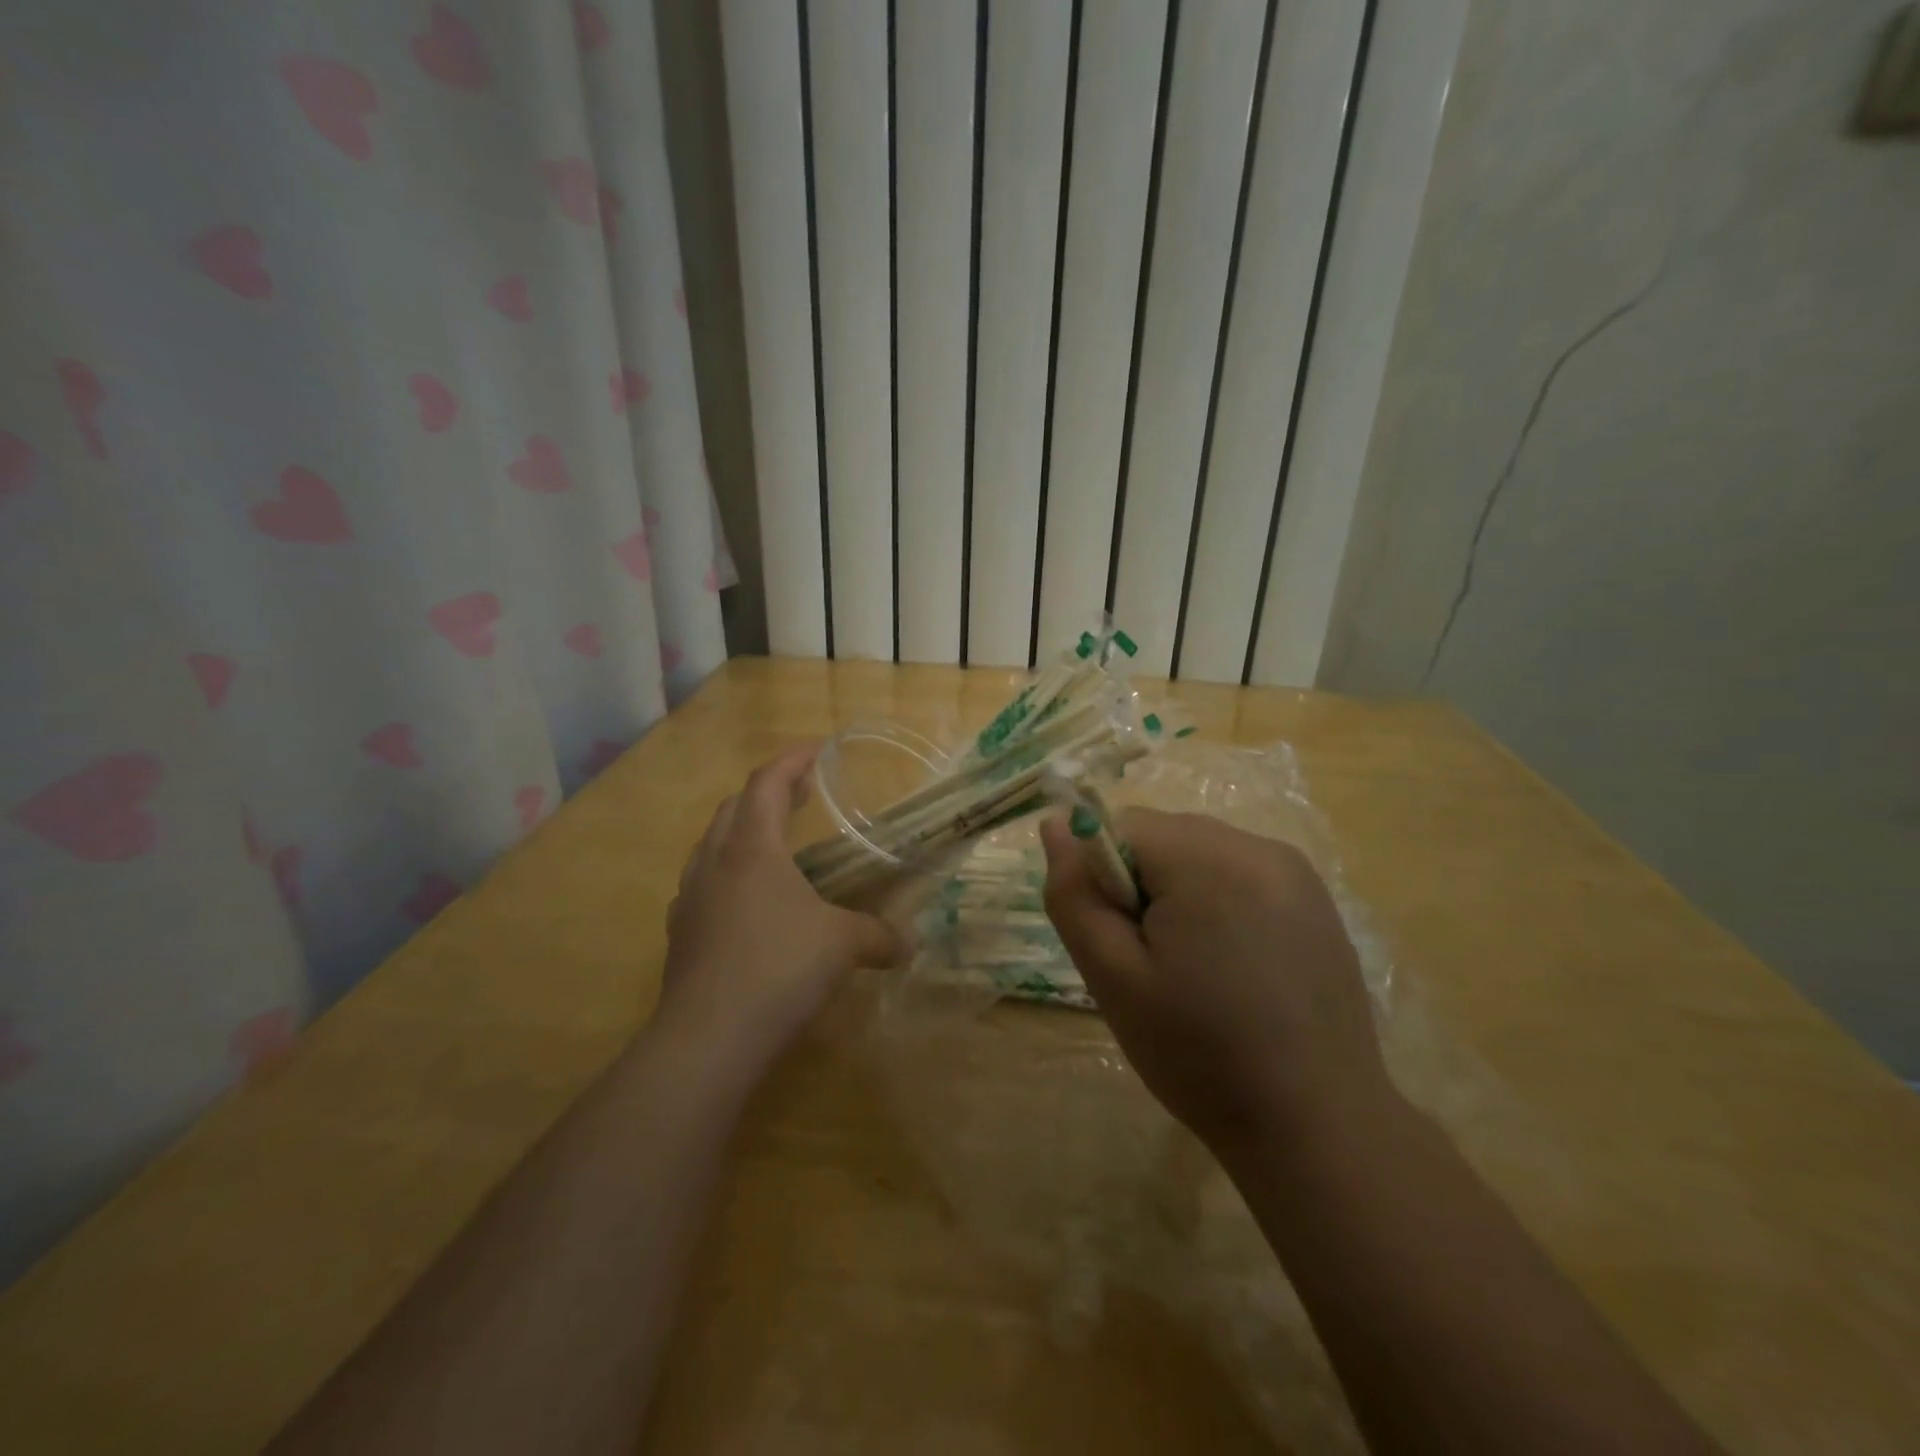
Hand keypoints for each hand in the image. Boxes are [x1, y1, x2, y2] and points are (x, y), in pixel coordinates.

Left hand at [660, 746, 906, 1072]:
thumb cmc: (779, 968)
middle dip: (768, 791)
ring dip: (742, 831)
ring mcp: (690, 898)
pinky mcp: (680, 934)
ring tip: (773, 843)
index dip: (793, 760)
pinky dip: (727, 874)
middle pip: (735, 807)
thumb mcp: (843, 945)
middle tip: (801, 794)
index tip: (818, 750)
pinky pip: (703, 884)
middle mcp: (714, 862)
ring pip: (711, 845)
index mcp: (751, 848)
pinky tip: (747, 901)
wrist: (708, 1038)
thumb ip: (879, 936)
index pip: (767, 783)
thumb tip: (907, 944)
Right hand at [1040, 808, 1390, 1156]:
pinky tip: (1236, 965)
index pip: (1120, 828)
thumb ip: (1074, 894)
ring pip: (1199, 852)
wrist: (1317, 1125)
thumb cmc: (1200, 1054)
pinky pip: (1239, 872)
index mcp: (1205, 858)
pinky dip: (1219, 902)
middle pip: (1162, 836)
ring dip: (1179, 892)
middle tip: (1154, 963)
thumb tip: (1054, 826)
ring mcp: (1293, 869)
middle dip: (1142, 885)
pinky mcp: (1316, 896)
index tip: (1123, 944)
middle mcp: (1255, 844)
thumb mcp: (1113, 978)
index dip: (1105, 881)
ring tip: (1197, 968)